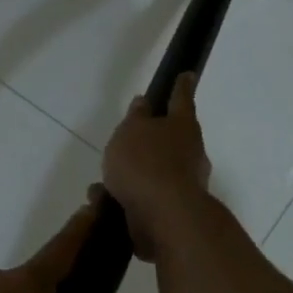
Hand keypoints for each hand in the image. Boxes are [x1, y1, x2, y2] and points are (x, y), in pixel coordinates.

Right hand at [102, 72, 213, 260]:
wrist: (164, 218)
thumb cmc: (146, 164)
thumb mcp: (132, 131)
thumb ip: (137, 117)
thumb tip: (145, 103)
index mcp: (183, 127)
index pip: (181, 99)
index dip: (181, 86)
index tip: (187, 74)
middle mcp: (190, 154)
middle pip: (172, 140)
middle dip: (152, 141)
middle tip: (129, 141)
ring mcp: (185, 185)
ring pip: (154, 173)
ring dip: (132, 175)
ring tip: (101, 182)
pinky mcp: (172, 212)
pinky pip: (145, 198)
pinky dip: (126, 198)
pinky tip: (103, 202)